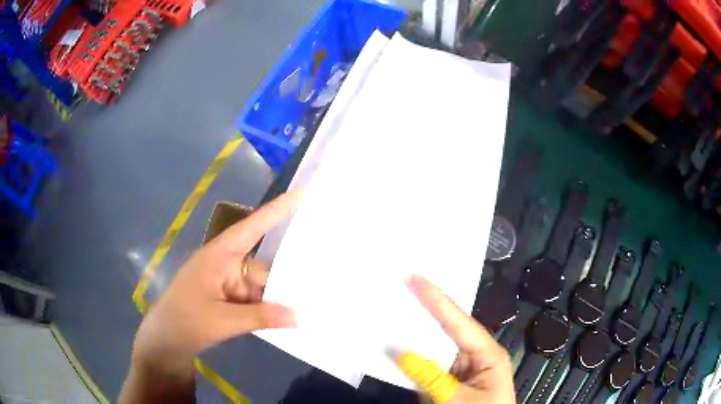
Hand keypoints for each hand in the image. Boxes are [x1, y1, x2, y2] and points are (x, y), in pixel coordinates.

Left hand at [120, 192, 300, 402]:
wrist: (165, 342)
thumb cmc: (186, 322)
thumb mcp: (223, 321)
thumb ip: (261, 317)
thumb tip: (298, 316)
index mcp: (218, 256)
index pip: (251, 228)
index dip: (276, 211)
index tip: (300, 194)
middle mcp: (224, 264)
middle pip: (261, 268)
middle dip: (281, 284)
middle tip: (313, 295)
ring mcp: (225, 283)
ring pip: (259, 287)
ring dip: (272, 302)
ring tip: (298, 316)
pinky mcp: (226, 299)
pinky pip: (252, 300)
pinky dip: (264, 311)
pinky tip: (279, 323)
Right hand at [407, 275, 514, 403]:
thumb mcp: (458, 401)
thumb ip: (431, 379)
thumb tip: (403, 354)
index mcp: (487, 354)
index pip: (459, 322)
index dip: (436, 299)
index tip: (416, 277)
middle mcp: (474, 355)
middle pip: (448, 328)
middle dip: (426, 308)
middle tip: (404, 284)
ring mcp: (459, 368)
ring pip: (435, 345)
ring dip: (416, 332)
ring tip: (395, 308)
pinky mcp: (447, 381)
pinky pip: (427, 364)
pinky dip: (412, 356)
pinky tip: (396, 345)